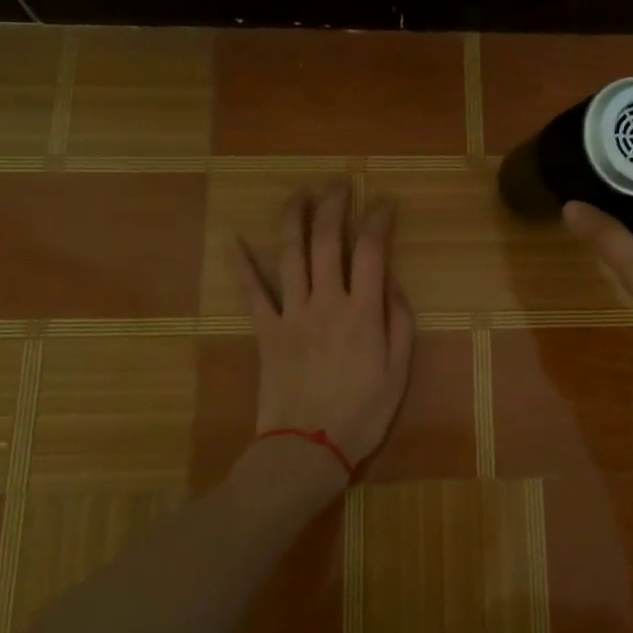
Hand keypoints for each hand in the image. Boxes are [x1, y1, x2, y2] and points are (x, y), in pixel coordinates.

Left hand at [236, 183, 414, 469]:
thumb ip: (400, 324)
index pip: (372, 250)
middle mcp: (326, 302)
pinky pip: (250, 291)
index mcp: (363, 313)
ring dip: (294, 217)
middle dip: (334, 204)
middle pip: (328, 240)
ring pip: (290, 254)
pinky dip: (240, 263)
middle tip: (340, 183)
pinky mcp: (265, 330)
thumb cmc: (361, 415)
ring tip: (301, 192)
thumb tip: (395, 285)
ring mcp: (291, 314)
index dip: (379, 218)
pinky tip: (232, 237)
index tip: (385, 202)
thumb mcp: (399, 374)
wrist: (307, 449)